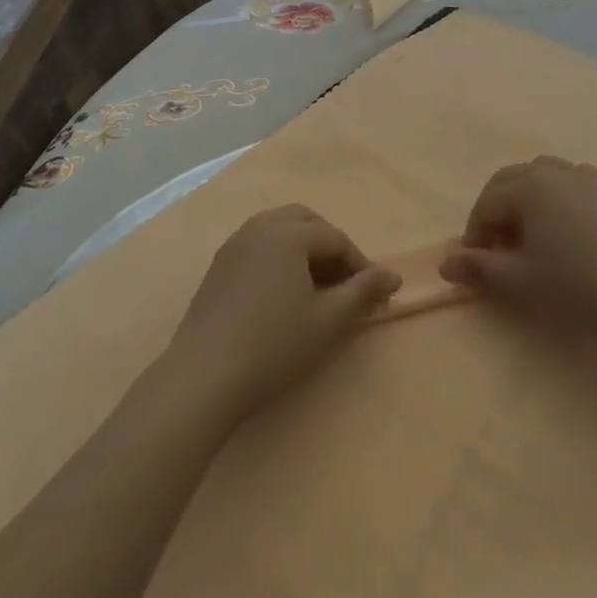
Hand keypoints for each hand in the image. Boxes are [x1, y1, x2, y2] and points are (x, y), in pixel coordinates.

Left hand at [162, 206, 400, 422]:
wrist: (203, 375)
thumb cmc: (273, 345)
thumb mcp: (327, 321)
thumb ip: (362, 292)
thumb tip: (393, 276)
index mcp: (287, 233)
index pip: (335, 238)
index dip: (360, 264)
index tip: (375, 293)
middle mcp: (259, 226)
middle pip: (305, 221)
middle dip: (330, 245)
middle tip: (345, 282)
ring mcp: (234, 244)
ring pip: (279, 229)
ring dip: (304, 249)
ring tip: (317, 287)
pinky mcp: (219, 265)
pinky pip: (259, 244)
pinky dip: (280, 256)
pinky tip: (283, 292)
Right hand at [439, 156, 596, 346]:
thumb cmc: (579, 287)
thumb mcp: (521, 283)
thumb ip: (479, 269)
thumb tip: (445, 264)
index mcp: (528, 188)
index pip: (486, 205)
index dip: (474, 235)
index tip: (475, 265)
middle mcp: (553, 171)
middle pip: (509, 181)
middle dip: (494, 210)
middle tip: (495, 247)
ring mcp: (585, 177)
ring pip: (540, 174)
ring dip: (523, 197)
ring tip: (526, 231)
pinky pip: (569, 180)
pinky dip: (554, 194)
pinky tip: (562, 223)